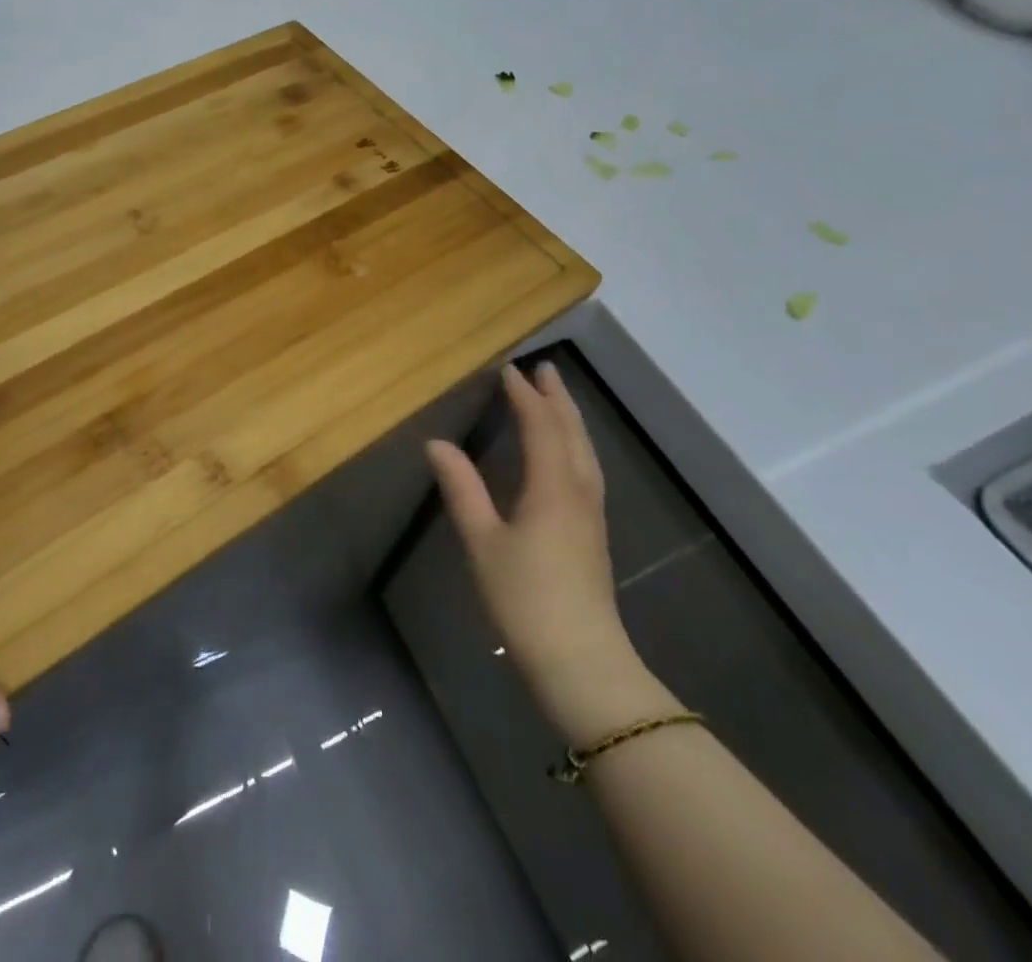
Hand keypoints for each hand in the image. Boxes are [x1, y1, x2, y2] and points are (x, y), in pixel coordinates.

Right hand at [427, 364, 643, 731]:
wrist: (581, 661)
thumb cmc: (525, 598)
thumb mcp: (482, 541)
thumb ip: (461, 488)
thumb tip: (437, 444)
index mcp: (552, 487)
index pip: (540, 426)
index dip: (524, 396)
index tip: (508, 370)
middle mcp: (579, 491)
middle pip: (571, 432)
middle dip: (557, 398)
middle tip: (544, 369)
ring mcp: (591, 514)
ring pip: (585, 451)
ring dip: (570, 419)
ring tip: (557, 399)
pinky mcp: (594, 533)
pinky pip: (587, 468)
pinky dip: (575, 444)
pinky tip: (568, 453)